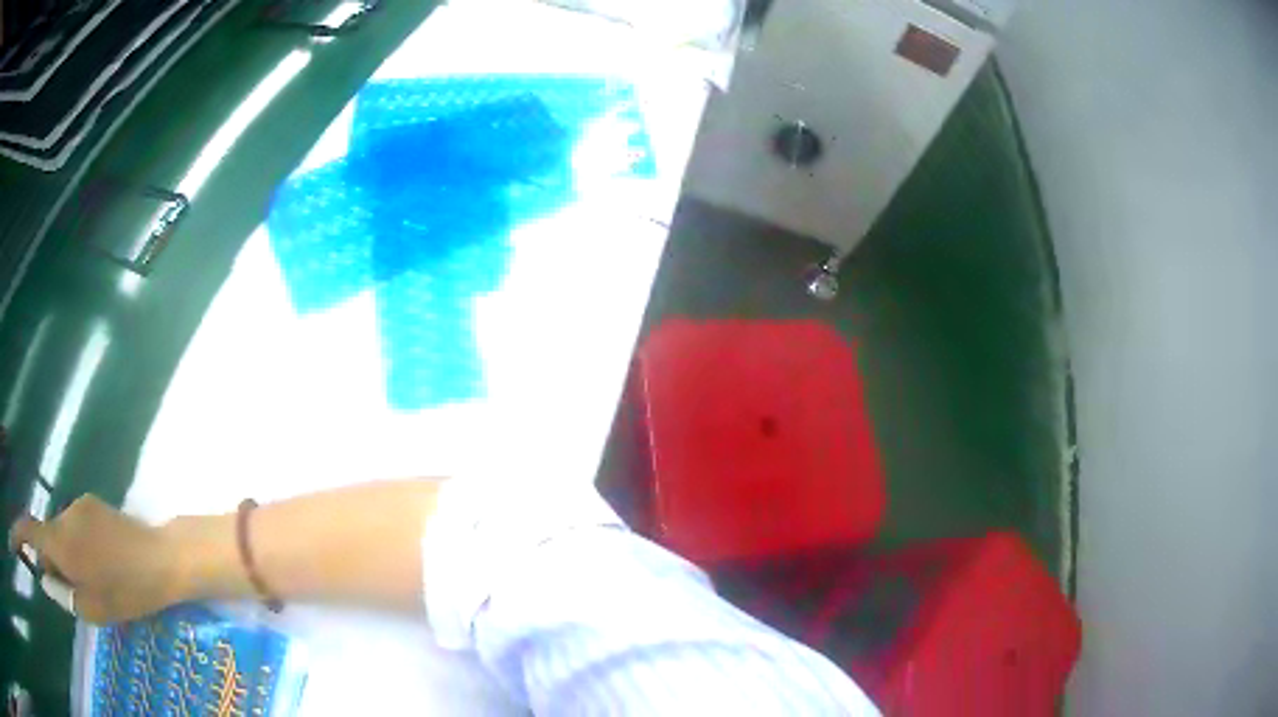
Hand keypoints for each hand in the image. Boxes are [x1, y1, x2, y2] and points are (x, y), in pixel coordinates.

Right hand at [8, 495, 184, 623]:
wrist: (163, 557)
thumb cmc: (127, 591)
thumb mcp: (93, 608)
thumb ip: (63, 594)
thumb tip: (44, 578)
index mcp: (60, 543)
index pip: (29, 533)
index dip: (19, 534)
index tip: (18, 538)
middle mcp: (63, 516)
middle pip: (44, 536)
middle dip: (46, 560)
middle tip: (62, 589)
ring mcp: (77, 506)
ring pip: (58, 534)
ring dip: (62, 556)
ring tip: (88, 583)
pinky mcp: (91, 504)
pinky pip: (72, 527)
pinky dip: (74, 548)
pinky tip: (96, 566)